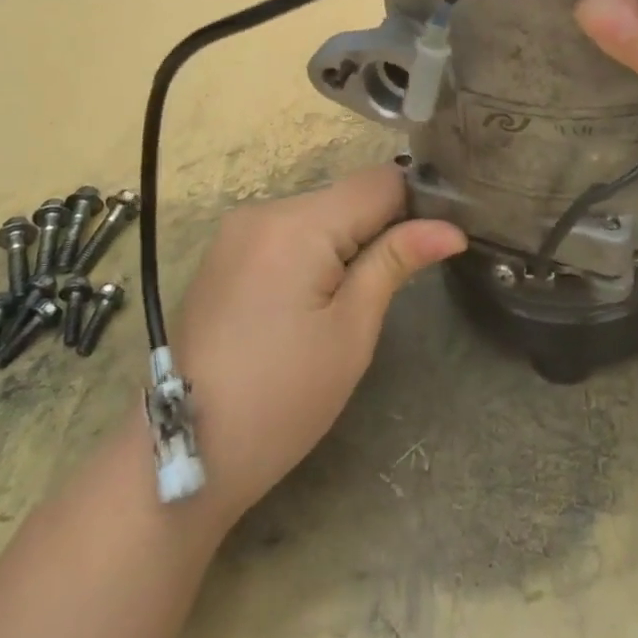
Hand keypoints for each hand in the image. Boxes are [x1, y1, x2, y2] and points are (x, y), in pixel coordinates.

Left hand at [170, 164, 466, 533]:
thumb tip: (452, 228)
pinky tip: (312, 300)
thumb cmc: (282, 400)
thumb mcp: (351, 331)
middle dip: (380, 228)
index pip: (379, 182)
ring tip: (352, 300)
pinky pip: (288, 232)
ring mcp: (237, 230)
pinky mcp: (225, 252)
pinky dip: (314, 251)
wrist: (186, 455)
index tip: (437, 242)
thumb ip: (396, 261)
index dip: (418, 205)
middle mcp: (263, 210)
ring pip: (319, 213)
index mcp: (296, 224)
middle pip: (347, 196)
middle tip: (397, 284)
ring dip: (347, 241)